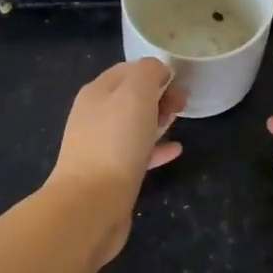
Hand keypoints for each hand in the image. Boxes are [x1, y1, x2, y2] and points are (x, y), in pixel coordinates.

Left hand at [49, 59, 183, 258]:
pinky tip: (176, 150)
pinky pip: (138, 154)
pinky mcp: (111, 174)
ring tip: (177, 121)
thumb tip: (158, 71)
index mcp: (97, 92)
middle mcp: (95, 116)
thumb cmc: (115, 142)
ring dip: (157, 119)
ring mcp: (101, 146)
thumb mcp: (136, 93)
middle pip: (131, 97)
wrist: (91, 203)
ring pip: (134, 125)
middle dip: (158, 95)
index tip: (178, 81)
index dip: (154, 71)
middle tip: (181, 104)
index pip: (127, 70)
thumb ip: (148, 72)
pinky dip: (157, 148)